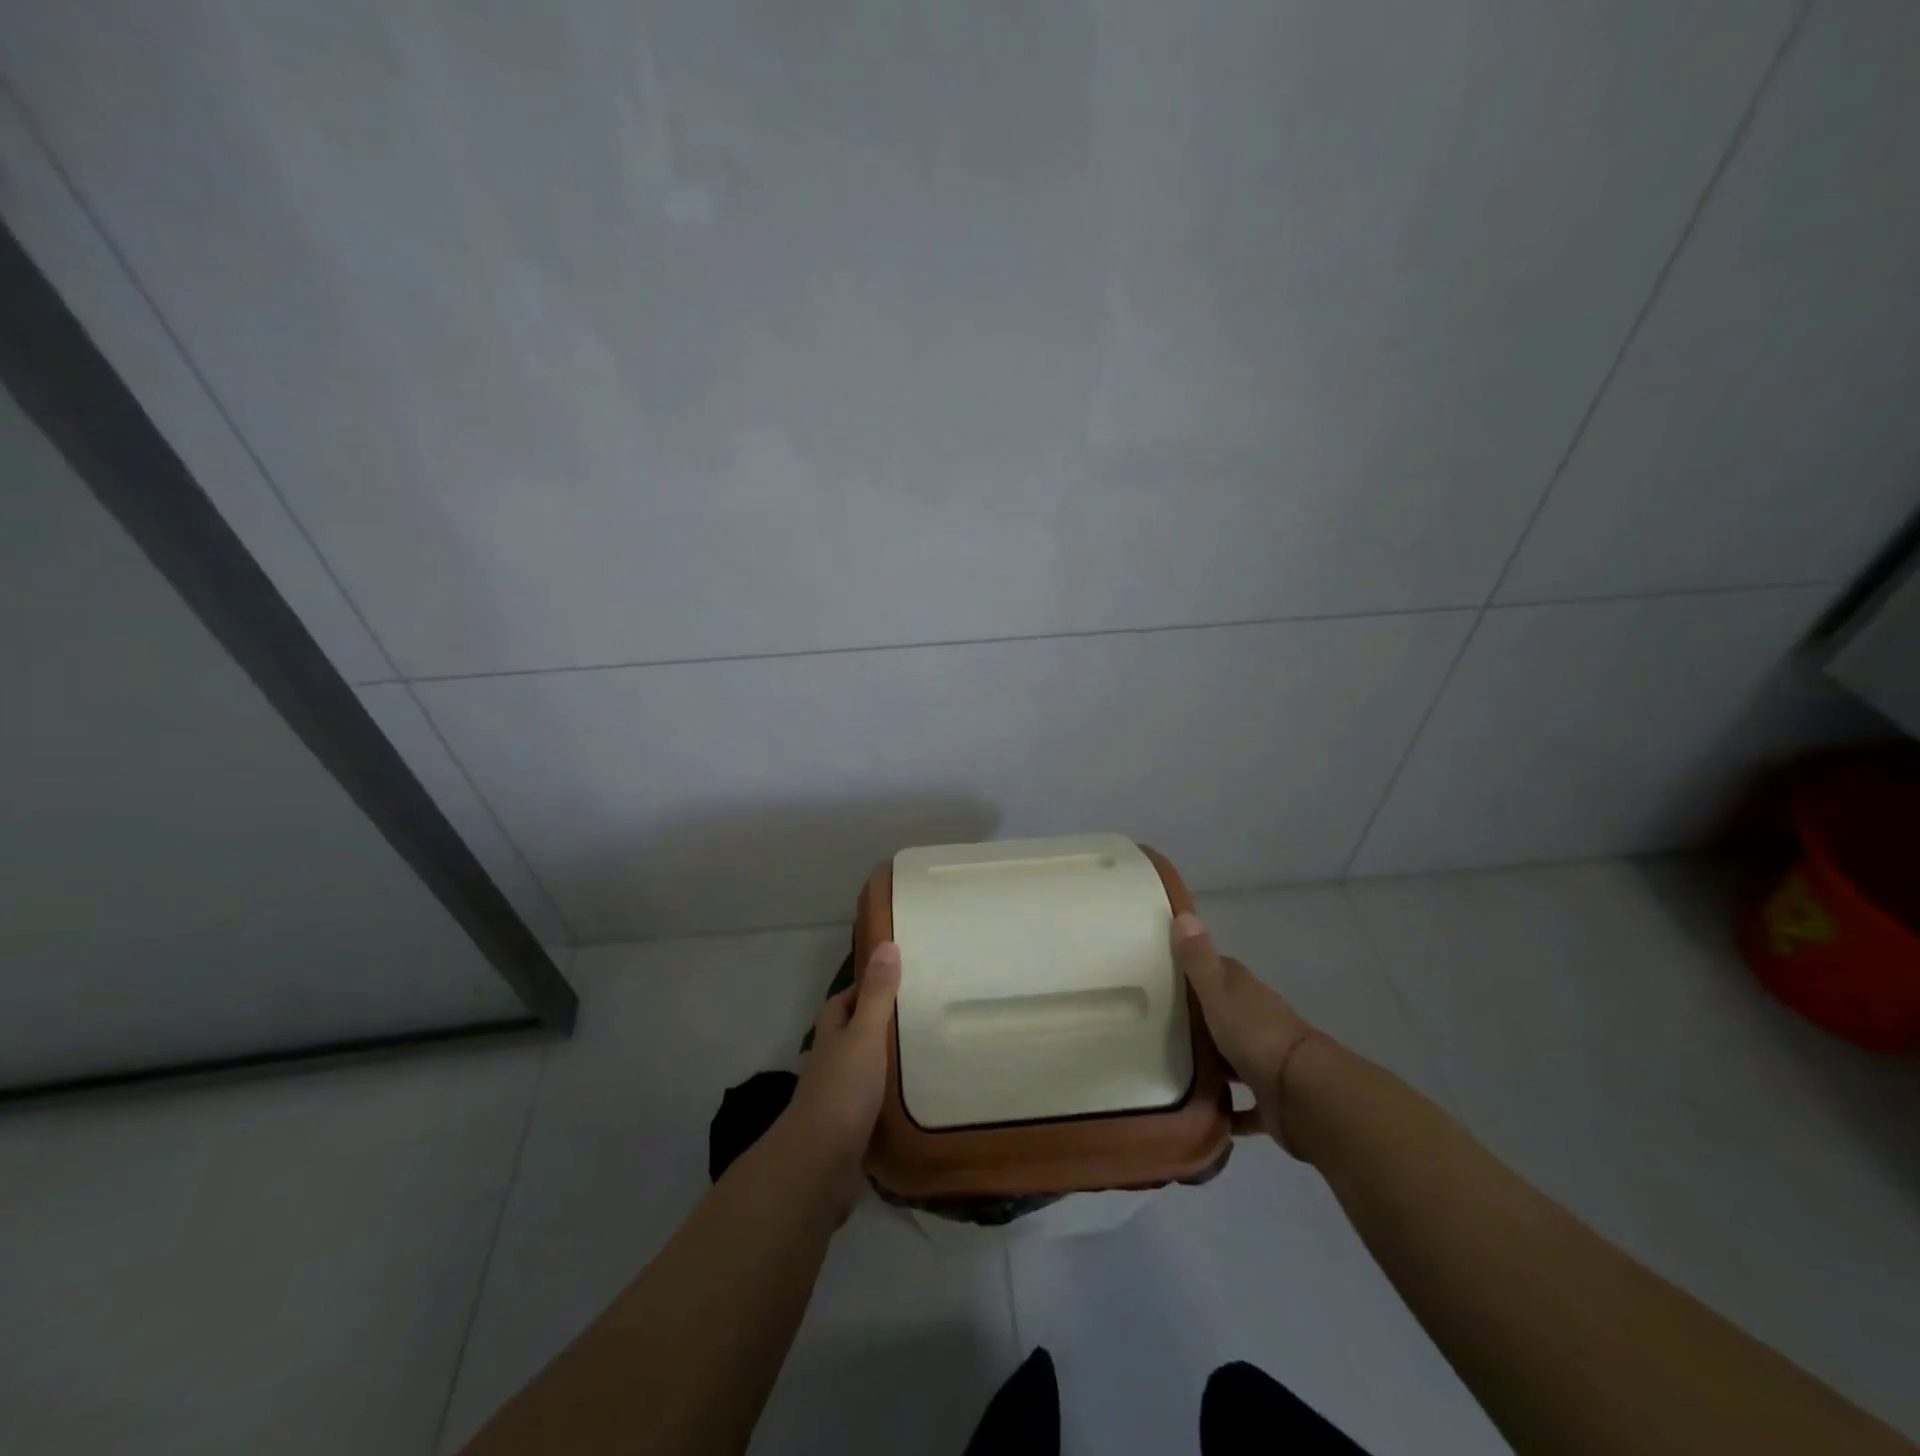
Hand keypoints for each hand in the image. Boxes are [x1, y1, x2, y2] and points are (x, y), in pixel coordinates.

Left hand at [785, 942, 901, 1201]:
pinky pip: (876, 1103)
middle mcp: (833, 1061)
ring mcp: (840, 1097)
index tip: (903, 977)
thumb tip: (886, 943)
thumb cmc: (842, 1091)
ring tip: (931, 1051)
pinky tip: (920, 1097)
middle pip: (856, 1033)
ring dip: (890, 1061)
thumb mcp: (865, 1035)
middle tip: (926, 1013)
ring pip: (867, 1069)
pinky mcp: (852, 1128)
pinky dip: (893, 1097)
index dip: (869, 986)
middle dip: (883, 1023)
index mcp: (834, 1033)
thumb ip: (878, 994)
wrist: (818, 1166)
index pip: (846, 999)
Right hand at [1174, 913, 1318, 1151]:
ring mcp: (1266, 1061)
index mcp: (1245, 993)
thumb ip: (1198, 960)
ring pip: (1233, 1058)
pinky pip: (1243, 1105)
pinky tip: (1201, 1114)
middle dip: (1199, 1019)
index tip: (1166, 973)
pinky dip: (1228, 1110)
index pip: (1220, 971)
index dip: (1196, 969)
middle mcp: (1258, 1022)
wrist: (1306, 1095)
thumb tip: (1183, 912)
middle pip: (1225, 1014)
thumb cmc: (1256, 1036)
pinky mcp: (1270, 1099)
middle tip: (1156, 1025)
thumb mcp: (1218, 994)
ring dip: (1213, 1063)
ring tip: (1170, 1070)